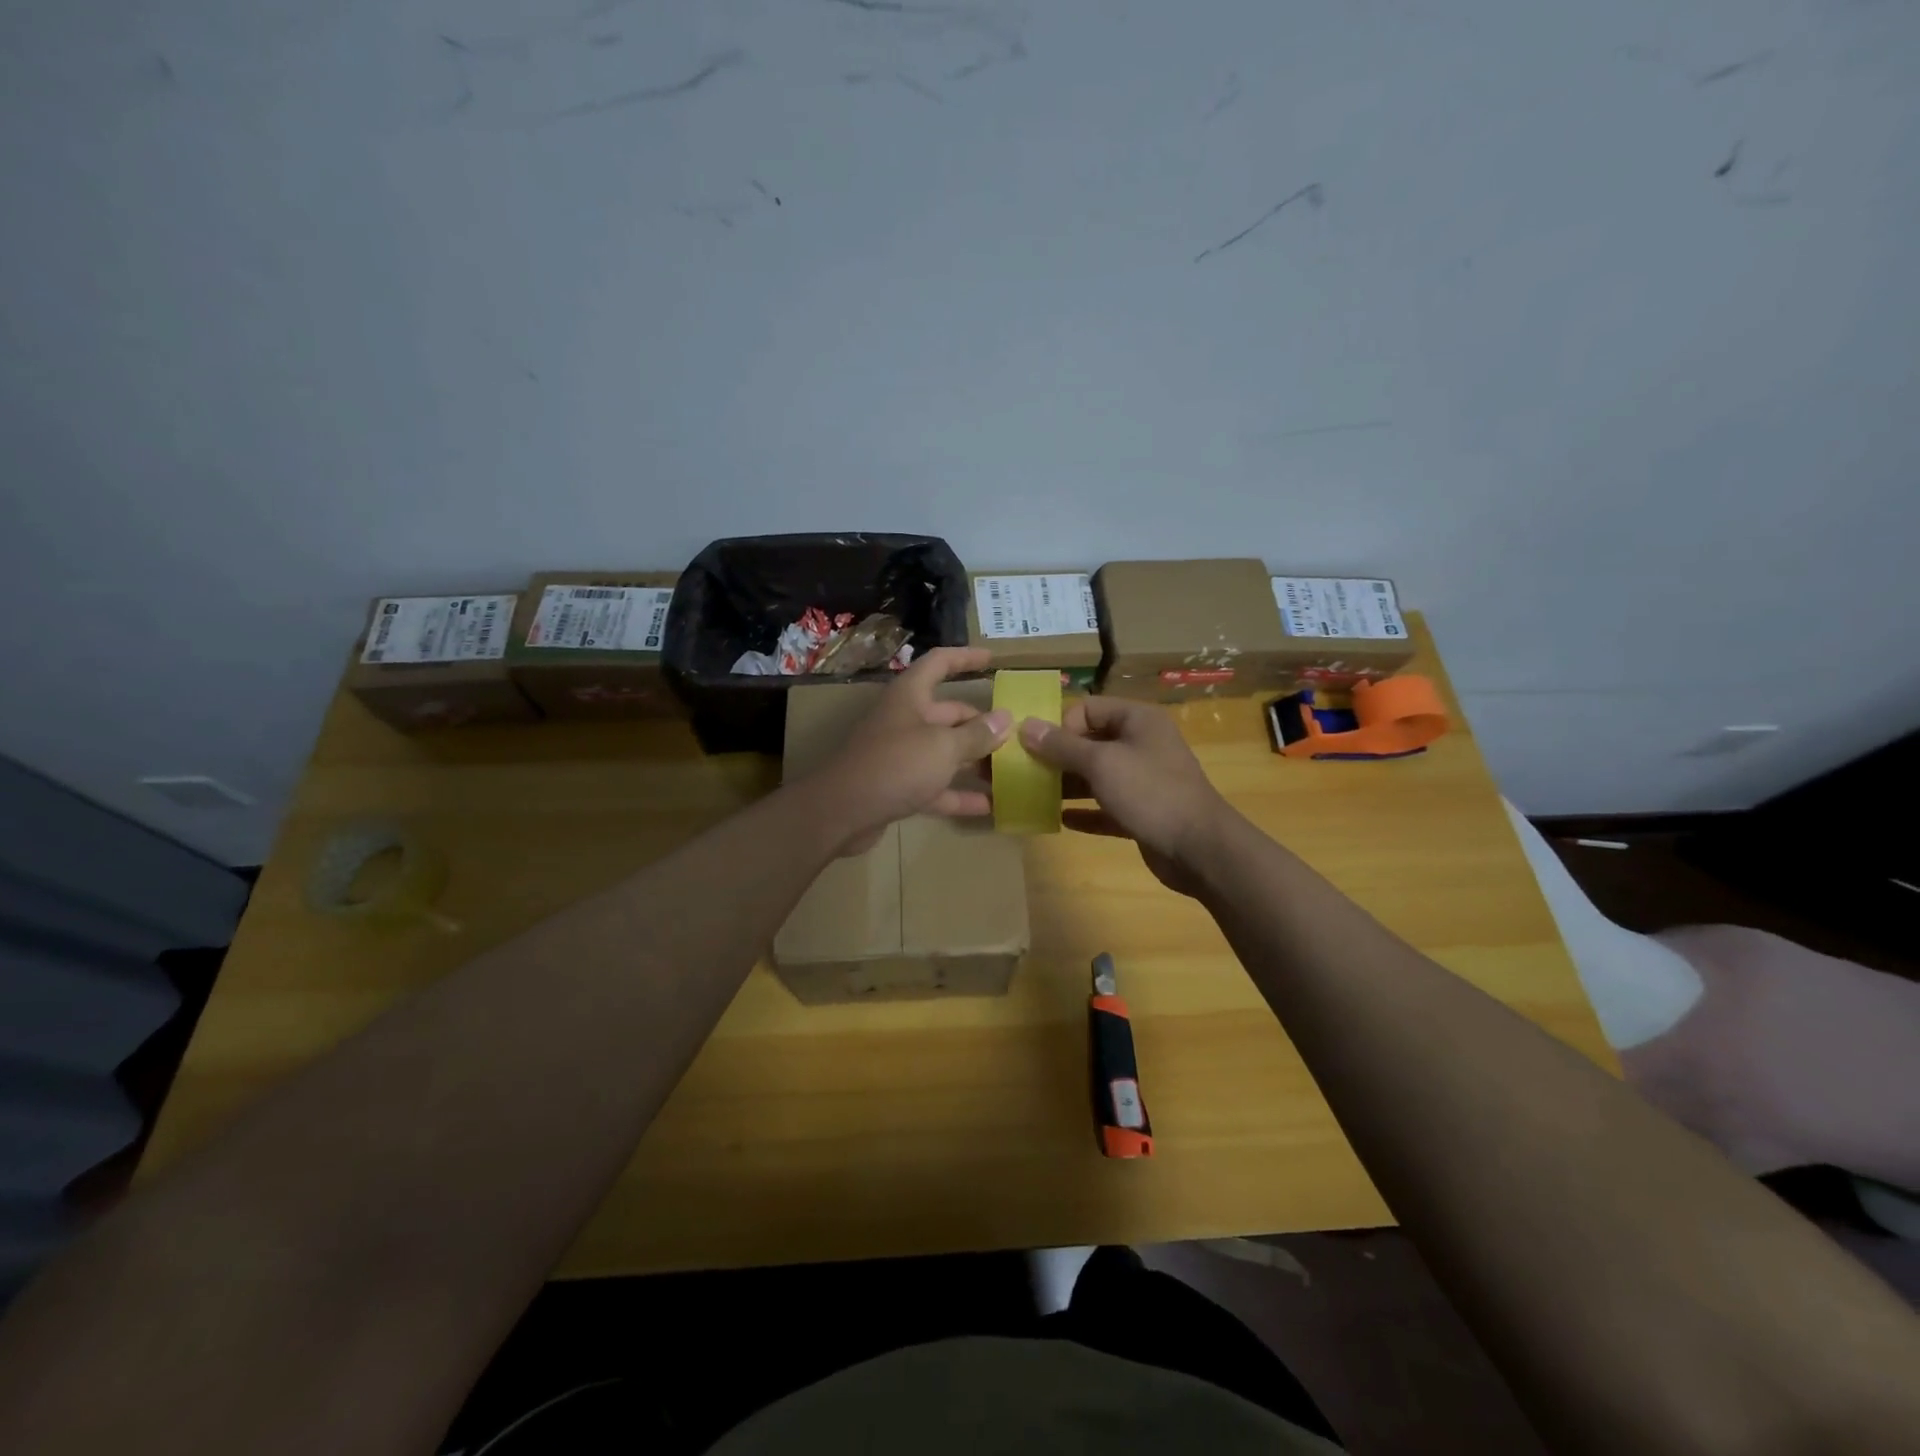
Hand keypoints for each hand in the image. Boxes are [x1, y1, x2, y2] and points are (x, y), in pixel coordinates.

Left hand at [810, 647, 1010, 855]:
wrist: (841, 812)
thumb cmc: (896, 765)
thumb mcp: (943, 747)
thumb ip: (977, 734)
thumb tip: (1005, 719)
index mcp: (910, 697)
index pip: (939, 663)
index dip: (965, 658)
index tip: (992, 660)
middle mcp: (904, 720)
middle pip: (948, 714)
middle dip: (980, 724)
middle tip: (1014, 736)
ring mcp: (900, 755)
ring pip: (943, 752)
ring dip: (973, 762)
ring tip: (1008, 771)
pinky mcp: (897, 787)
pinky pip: (935, 786)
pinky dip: (959, 794)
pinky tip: (989, 807)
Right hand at [1019, 697, 1232, 895]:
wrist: (1200, 849)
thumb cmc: (1150, 792)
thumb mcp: (1101, 763)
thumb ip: (1061, 746)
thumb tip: (1025, 726)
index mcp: (1137, 720)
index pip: (1088, 708)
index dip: (1061, 725)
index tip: (1039, 750)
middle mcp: (1141, 744)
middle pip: (1090, 742)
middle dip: (1058, 757)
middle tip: (1027, 774)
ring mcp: (1143, 780)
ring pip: (1097, 776)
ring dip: (1068, 785)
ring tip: (1035, 797)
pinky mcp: (1143, 812)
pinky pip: (1106, 806)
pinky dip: (1086, 811)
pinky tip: (1061, 820)